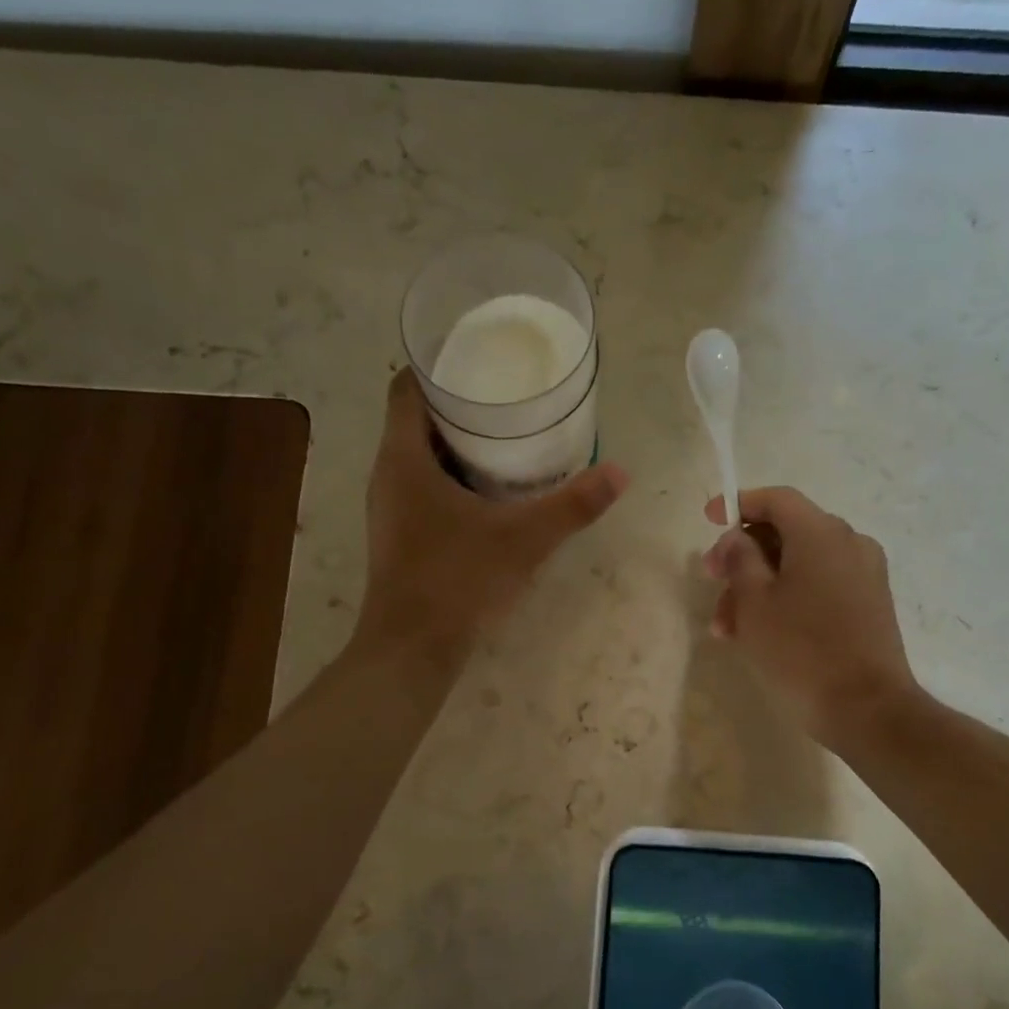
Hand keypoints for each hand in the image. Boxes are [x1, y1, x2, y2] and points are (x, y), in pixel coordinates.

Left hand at [356, 369, 627, 659]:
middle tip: (507, 395)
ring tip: (505, 435)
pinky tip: (490, 489)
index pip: (408, 386)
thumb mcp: (523, 538)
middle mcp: (388, 474)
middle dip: (459, 403)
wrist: (412, 650)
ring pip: (420, 455)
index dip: (438, 364)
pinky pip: (423, 486)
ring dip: (456, 442)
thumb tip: (620, 473)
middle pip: (416, 418)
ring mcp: (390, 507)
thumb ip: (572, 505)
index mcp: (403, 457)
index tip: (479, 357)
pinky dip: (452, 475)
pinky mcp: (400, 534)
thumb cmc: (458, 581)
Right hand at [703, 487, 915, 742]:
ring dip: (759, 586)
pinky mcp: (869, 604)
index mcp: (821, 533)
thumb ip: (740, 559)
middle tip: (712, 581)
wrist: (867, 708)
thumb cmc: (801, 650)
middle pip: (786, 532)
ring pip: (799, 564)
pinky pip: (820, 585)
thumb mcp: (754, 602)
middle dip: (743, 556)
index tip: (708, 518)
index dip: (739, 503)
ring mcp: (864, 574)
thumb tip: (737, 539)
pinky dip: (787, 598)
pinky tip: (760, 633)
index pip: (777, 499)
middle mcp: (849, 543)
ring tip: (727, 628)